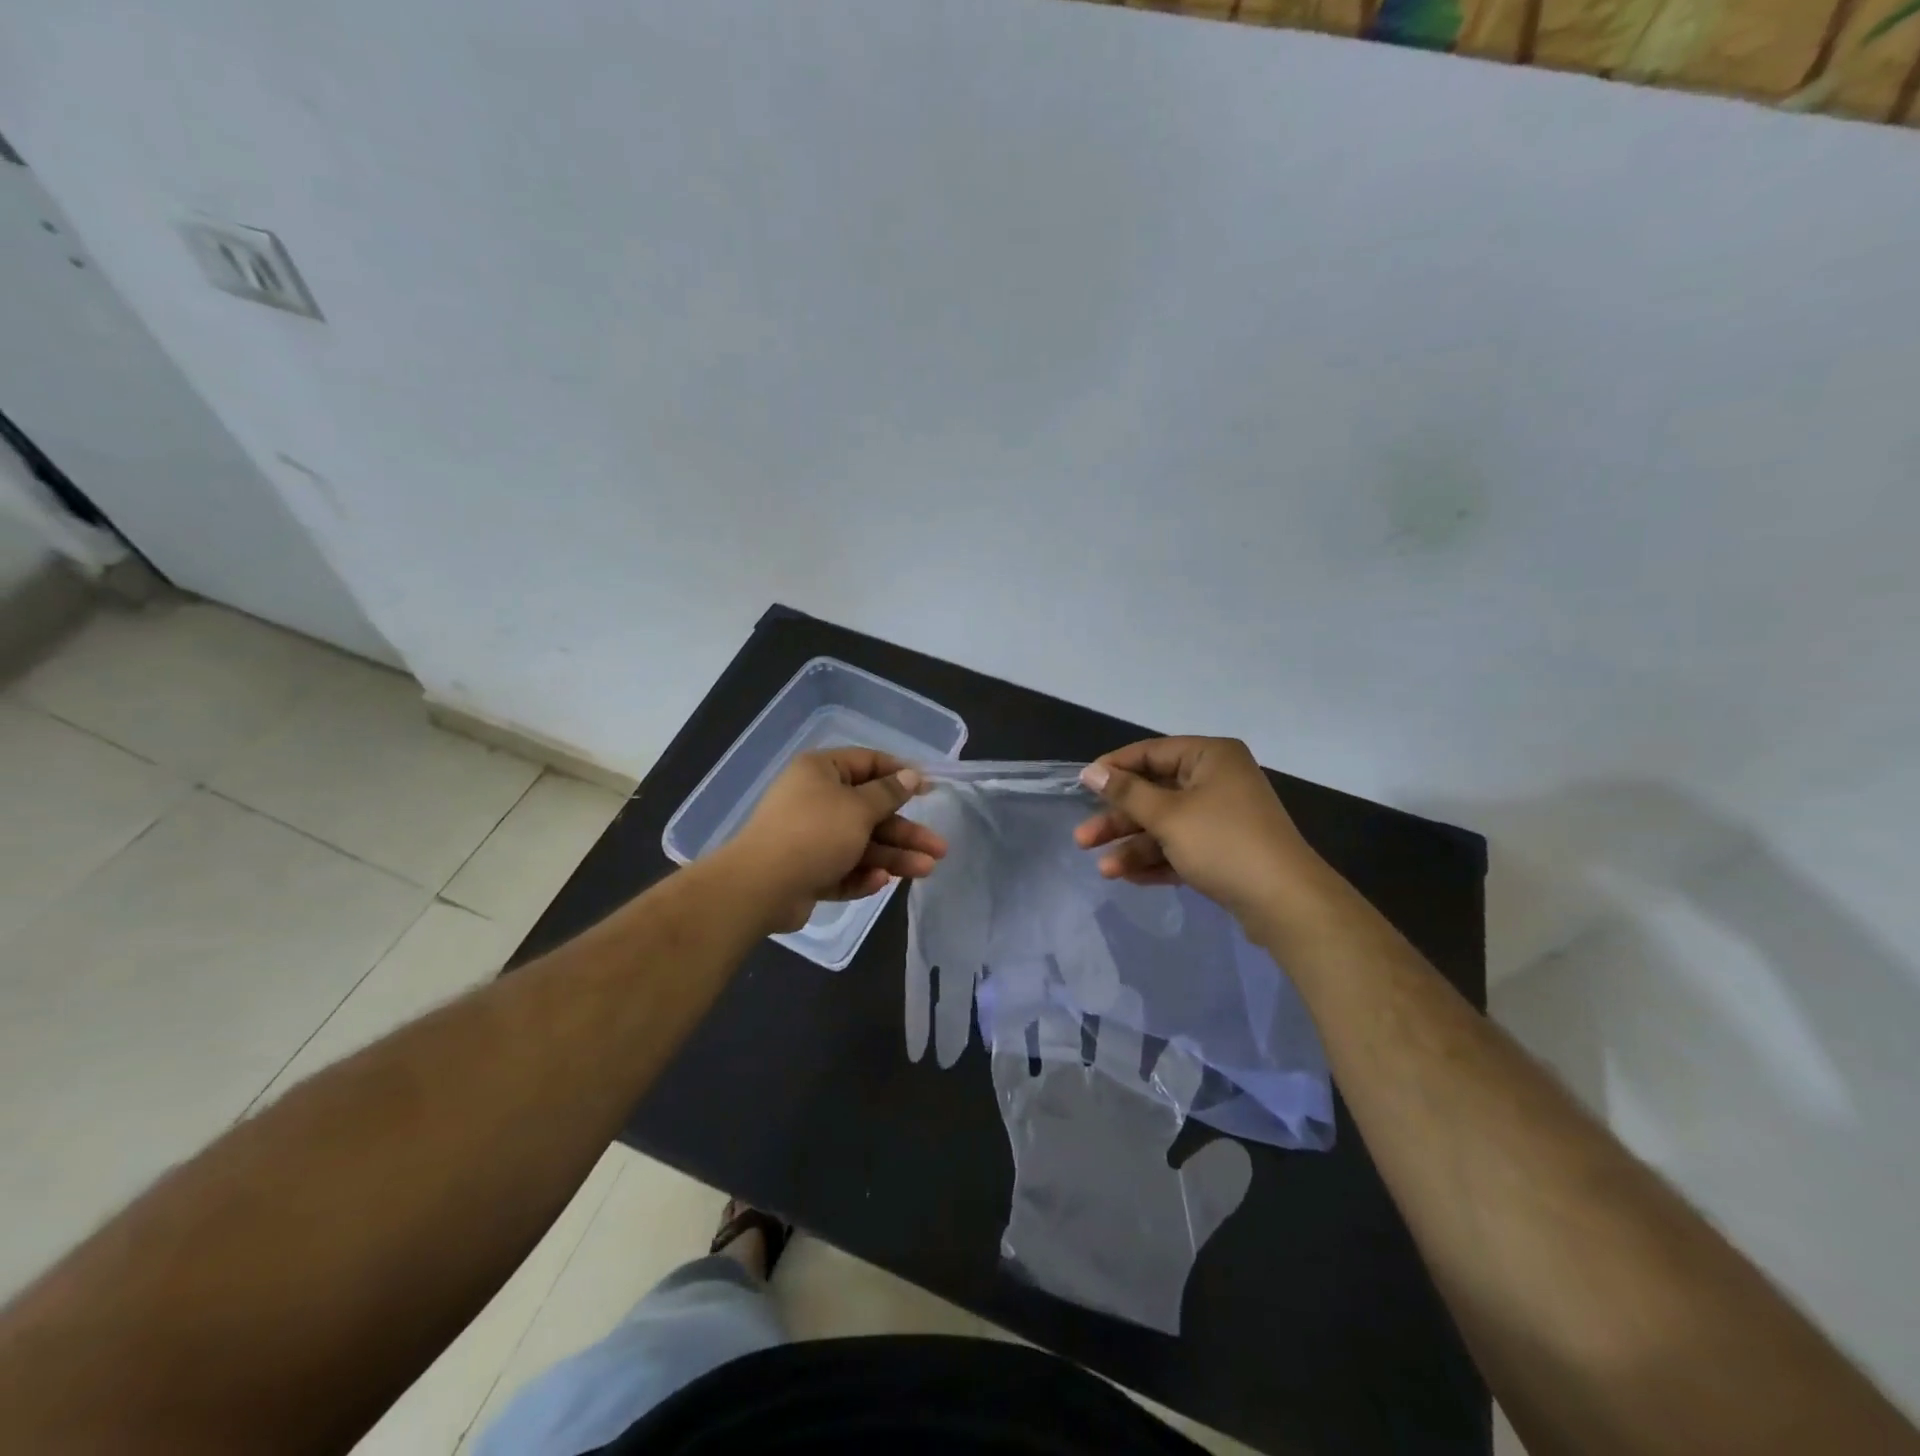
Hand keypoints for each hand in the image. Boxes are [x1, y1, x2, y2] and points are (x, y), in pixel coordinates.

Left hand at [724, 748, 946, 932]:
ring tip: (926, 870)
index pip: (868, 764)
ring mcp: (811, 838)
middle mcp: (816, 800)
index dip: (901, 775)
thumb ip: (888, 793)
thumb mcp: (858, 808)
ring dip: (893, 856)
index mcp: (821, 772)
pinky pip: (843, 868)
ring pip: (861, 844)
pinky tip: (880, 881)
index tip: (930, 789)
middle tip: (939, 847)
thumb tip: (910, 775)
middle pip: (871, 811)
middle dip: (905, 831)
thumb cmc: (814, 834)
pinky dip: (862, 874)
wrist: (760, 887)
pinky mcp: (808, 871)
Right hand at [1073, 737, 1328, 925]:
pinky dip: (1157, 860)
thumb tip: (1090, 771)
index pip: (1151, 753)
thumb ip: (1126, 792)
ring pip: (1165, 825)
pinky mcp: (1224, 850)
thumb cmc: (1223, 843)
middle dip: (1119, 820)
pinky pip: (1181, 848)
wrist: (1285, 903)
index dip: (1114, 769)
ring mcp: (1222, 817)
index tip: (1082, 786)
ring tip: (1104, 870)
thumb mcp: (1168, 815)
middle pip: (1154, 793)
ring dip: (1133, 846)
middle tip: (1083, 839)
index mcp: (1210, 757)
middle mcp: (1217, 780)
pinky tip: (1128, 878)